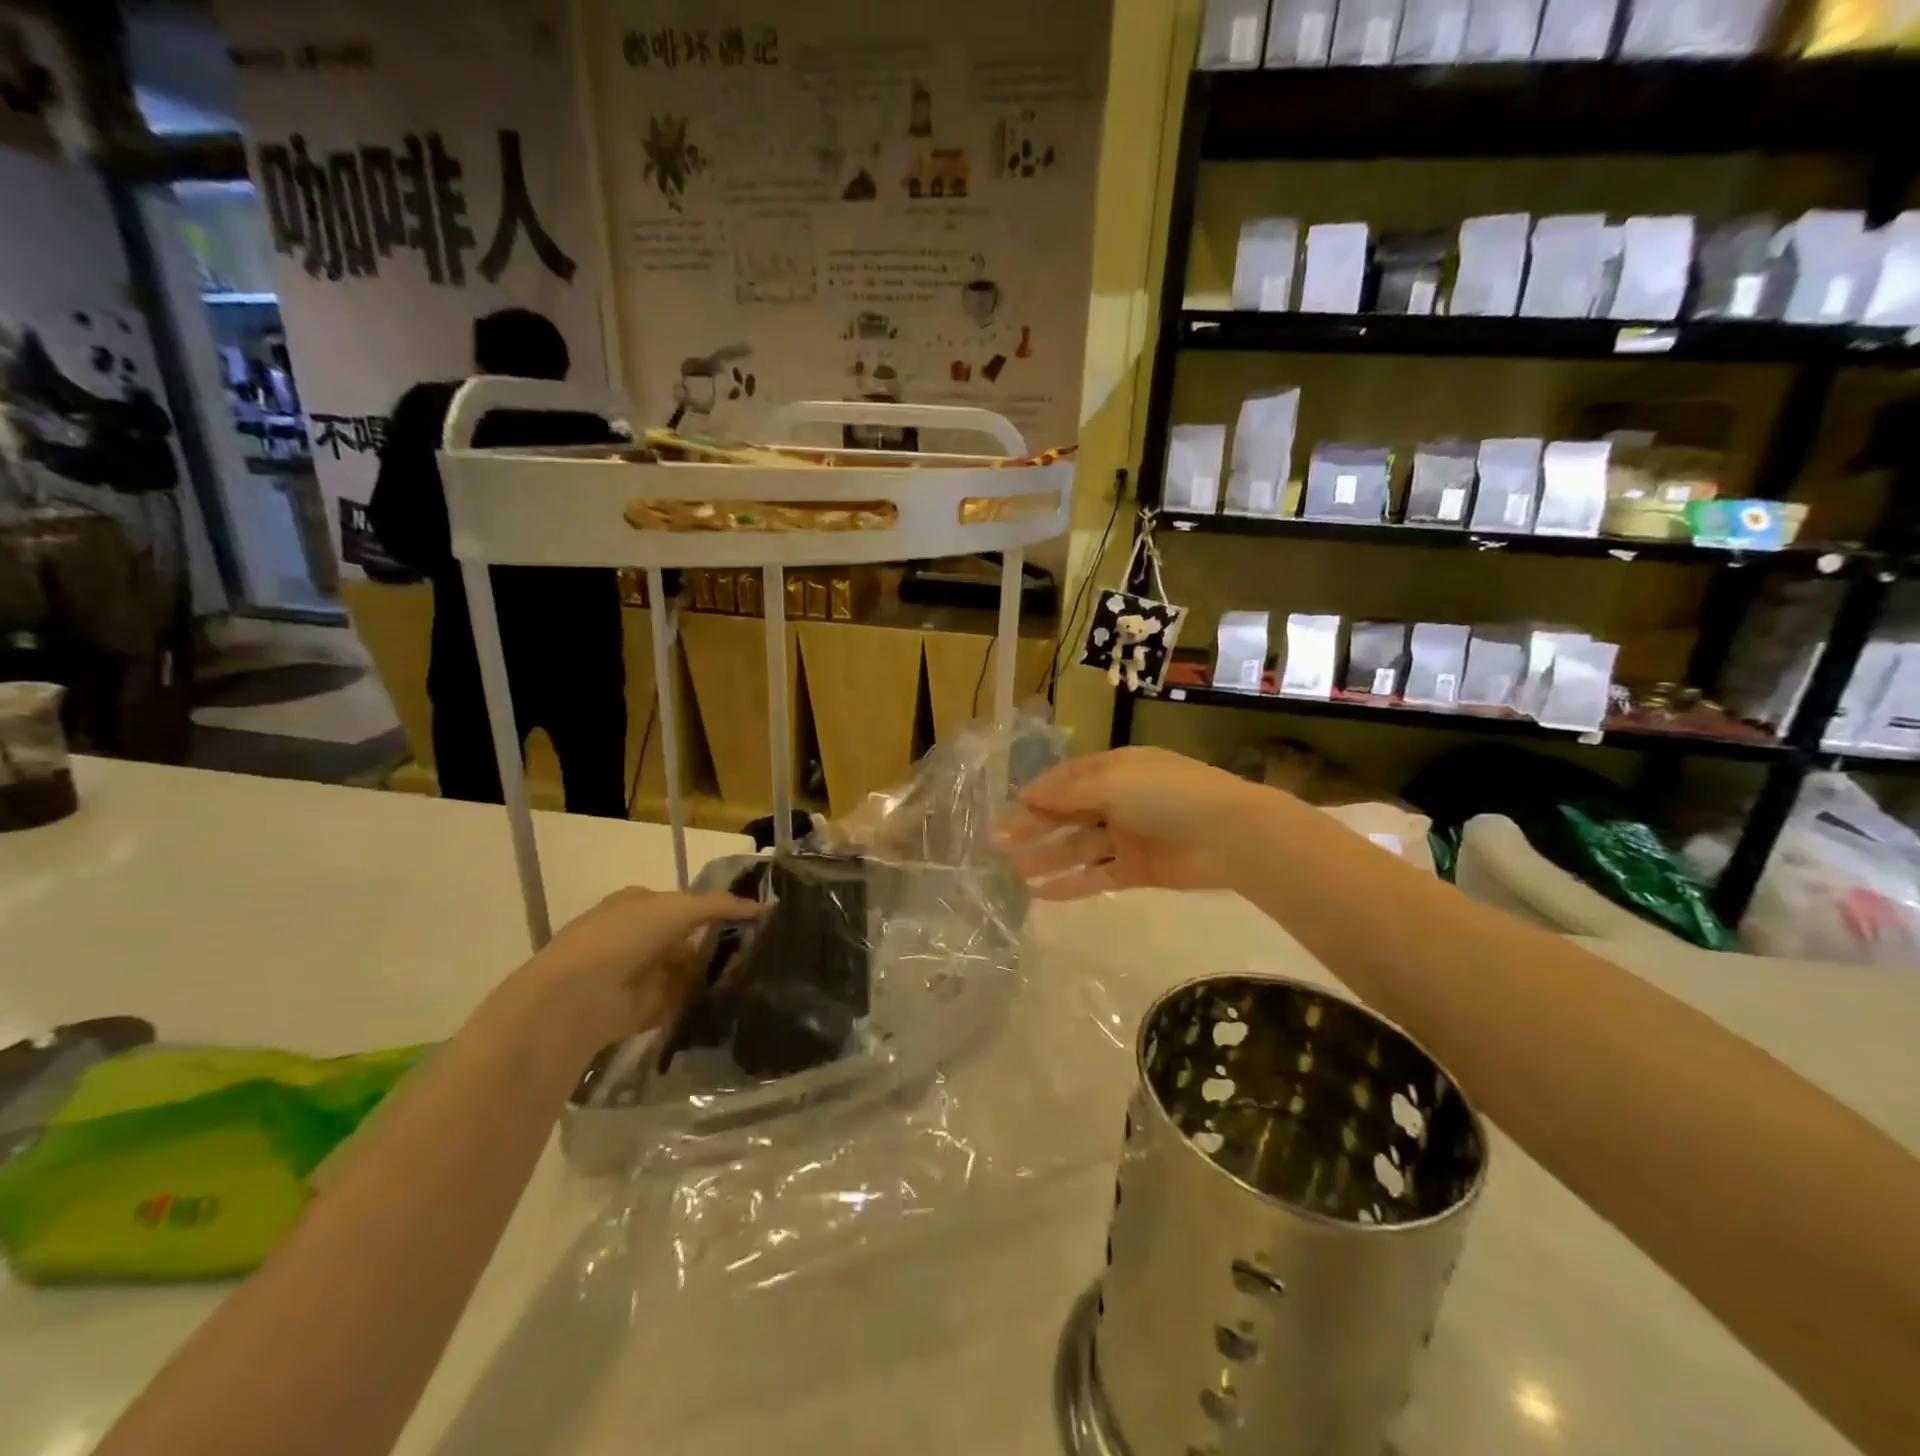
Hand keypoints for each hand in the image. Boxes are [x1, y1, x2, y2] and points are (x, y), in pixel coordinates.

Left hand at [517, 888, 762, 1048]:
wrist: (579, 995)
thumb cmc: (626, 936)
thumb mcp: (679, 908)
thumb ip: (720, 906)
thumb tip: (765, 907)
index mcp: (640, 903)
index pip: (686, 903)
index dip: (717, 908)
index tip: (754, 918)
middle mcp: (638, 936)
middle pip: (688, 937)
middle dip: (719, 942)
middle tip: (762, 947)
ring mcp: (640, 973)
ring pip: (687, 969)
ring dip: (714, 972)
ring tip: (757, 973)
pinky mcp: (643, 1008)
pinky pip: (681, 1001)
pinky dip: (702, 1001)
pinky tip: (734, 999)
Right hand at [998, 747, 1281, 898]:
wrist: (1230, 835)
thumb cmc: (1168, 795)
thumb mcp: (1113, 782)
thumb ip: (1067, 793)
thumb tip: (1026, 794)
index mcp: (1114, 770)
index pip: (1066, 781)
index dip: (1037, 796)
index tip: (1008, 814)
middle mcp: (1119, 800)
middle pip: (1068, 816)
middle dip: (1035, 829)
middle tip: (999, 847)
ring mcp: (1129, 836)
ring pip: (1079, 848)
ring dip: (1048, 859)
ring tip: (1015, 873)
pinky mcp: (1139, 870)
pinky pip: (1098, 876)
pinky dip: (1072, 884)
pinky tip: (1043, 894)